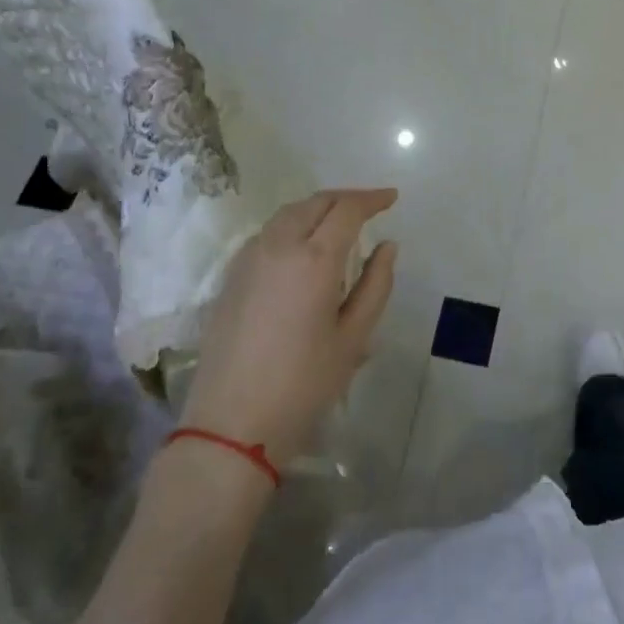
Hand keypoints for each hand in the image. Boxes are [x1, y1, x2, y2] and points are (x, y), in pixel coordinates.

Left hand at [178, 189, 397, 467]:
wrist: (231, 424)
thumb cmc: (304, 384)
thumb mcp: (354, 338)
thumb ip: (376, 284)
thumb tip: (387, 246)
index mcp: (315, 259)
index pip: (347, 209)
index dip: (372, 199)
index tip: (392, 198)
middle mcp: (278, 246)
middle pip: (315, 203)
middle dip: (345, 198)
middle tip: (370, 207)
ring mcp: (249, 259)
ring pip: (288, 214)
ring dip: (317, 209)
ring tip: (339, 223)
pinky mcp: (231, 276)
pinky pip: (268, 233)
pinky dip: (293, 225)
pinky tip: (303, 246)